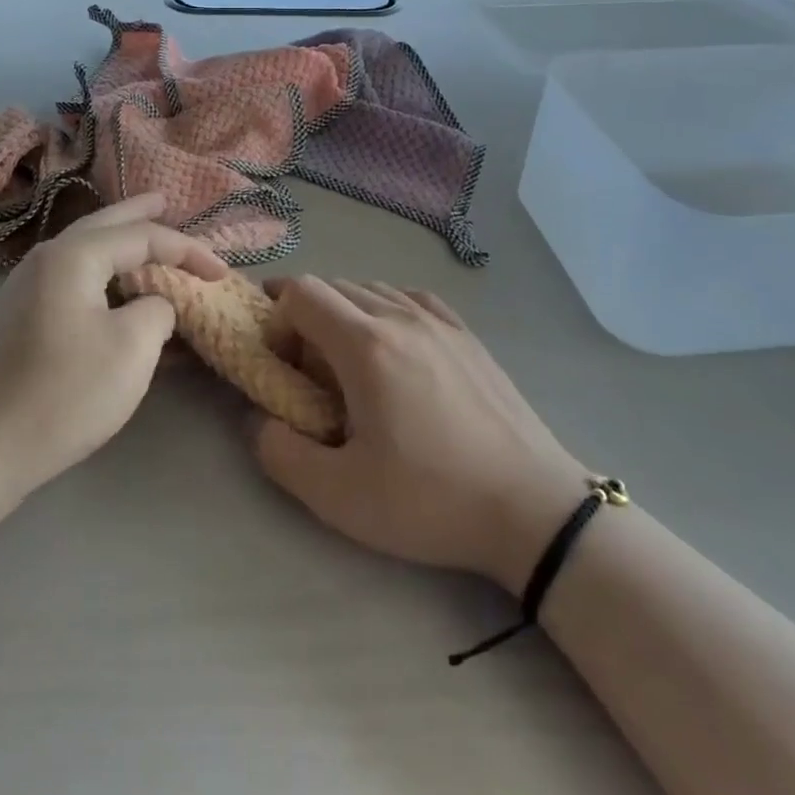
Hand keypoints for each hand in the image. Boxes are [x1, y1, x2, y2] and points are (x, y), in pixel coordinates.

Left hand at [0, 194, 225, 508]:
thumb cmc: (64, 394)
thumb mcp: (132, 348)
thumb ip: (158, 309)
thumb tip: (154, 303)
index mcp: (73, 256)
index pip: (142, 236)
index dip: (187, 250)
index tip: (222, 273)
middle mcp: (45, 260)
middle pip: (103, 225)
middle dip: (139, 215)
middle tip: (166, 200)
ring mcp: (26, 289)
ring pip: (85, 252)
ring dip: (119, 244)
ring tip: (145, 237)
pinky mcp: (20, 319)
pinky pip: (73, 281)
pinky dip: (103, 276)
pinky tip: (117, 288)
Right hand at [254, 277, 587, 593]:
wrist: (533, 508)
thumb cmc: (431, 500)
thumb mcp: (339, 496)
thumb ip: (280, 453)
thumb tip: (260, 420)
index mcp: (366, 345)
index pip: (301, 293)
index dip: (277, 320)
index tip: (282, 364)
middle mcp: (401, 317)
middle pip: (334, 286)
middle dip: (305, 317)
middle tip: (307, 369)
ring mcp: (441, 322)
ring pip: (373, 289)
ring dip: (345, 313)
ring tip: (350, 362)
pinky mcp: (468, 336)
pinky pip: (412, 299)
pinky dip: (386, 309)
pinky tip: (395, 345)